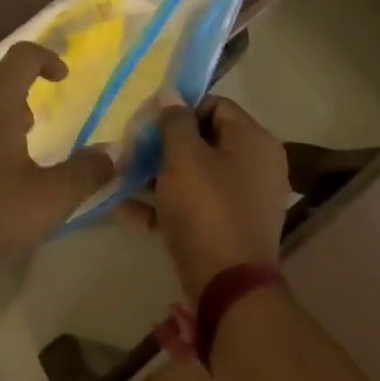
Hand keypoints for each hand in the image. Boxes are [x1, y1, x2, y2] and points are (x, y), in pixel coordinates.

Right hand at [119, 95, 288, 299]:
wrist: (228, 287)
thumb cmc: (206, 209)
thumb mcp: (183, 157)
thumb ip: (175, 121)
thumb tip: (171, 93)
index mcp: (253, 140)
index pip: (215, 105)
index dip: (179, 109)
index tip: (148, 121)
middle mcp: (257, 165)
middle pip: (204, 140)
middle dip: (164, 144)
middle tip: (132, 150)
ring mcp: (245, 199)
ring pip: (197, 174)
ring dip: (159, 173)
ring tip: (122, 177)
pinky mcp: (230, 227)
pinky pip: (196, 204)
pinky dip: (166, 203)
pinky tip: (126, 208)